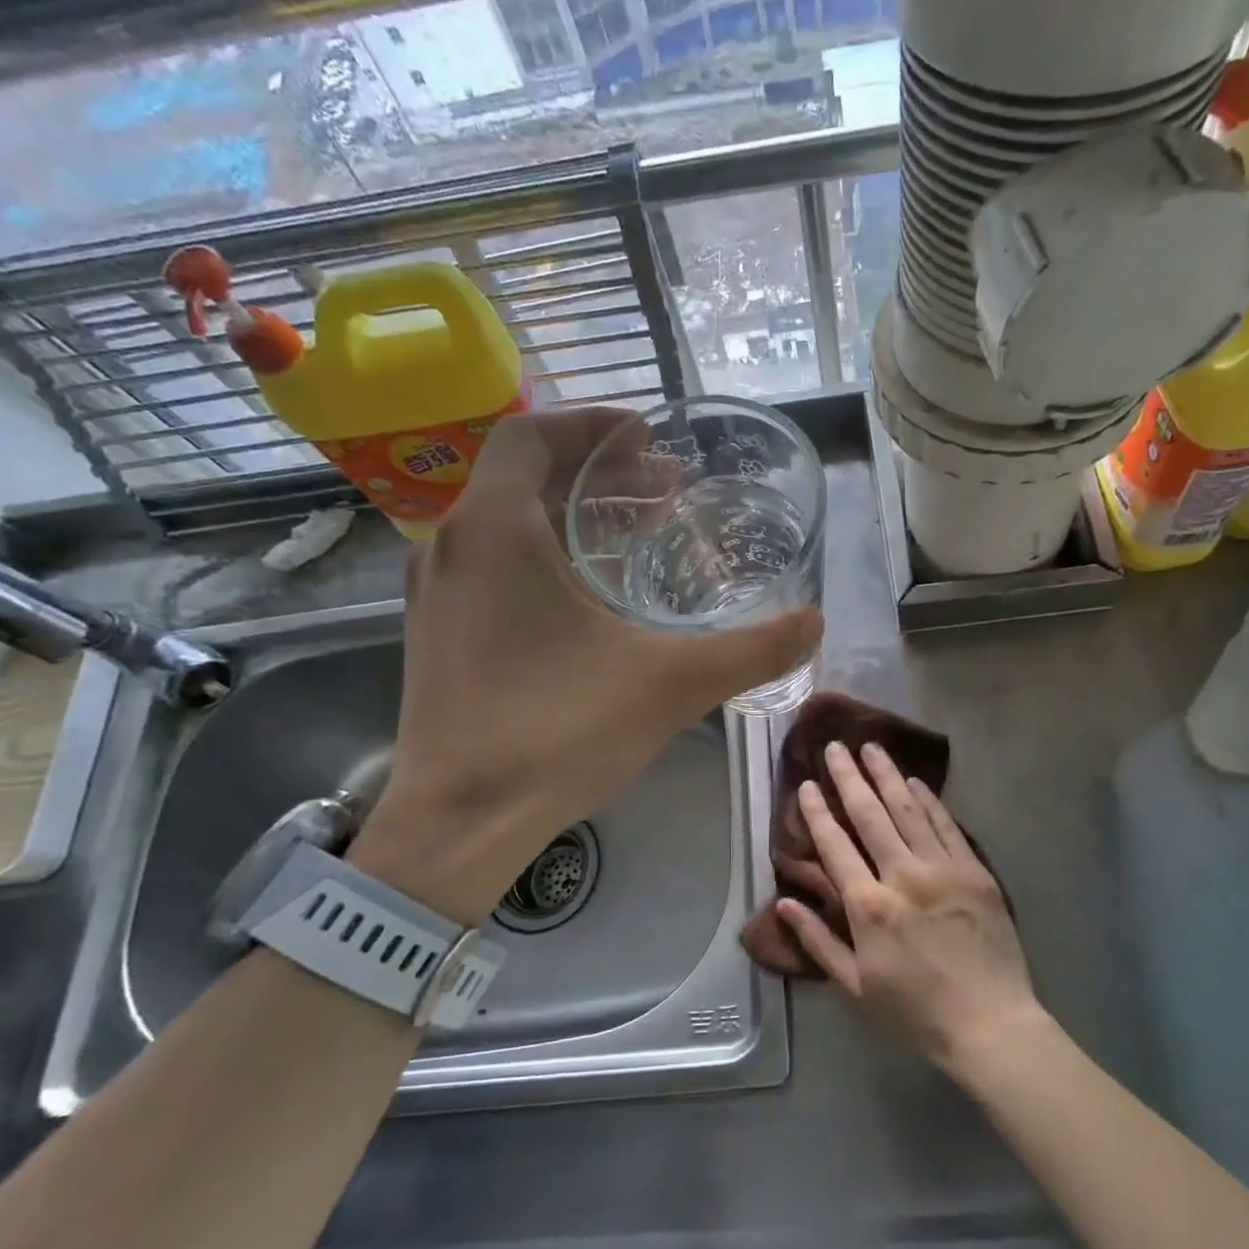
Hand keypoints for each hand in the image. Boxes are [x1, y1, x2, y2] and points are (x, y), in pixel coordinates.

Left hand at [350, 408, 821, 924]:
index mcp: (496, 529)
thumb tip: (814, 623)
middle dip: (597, 474)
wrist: (460, 823)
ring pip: (507, 525)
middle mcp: (452, 546)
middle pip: (524, 477)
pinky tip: (590, 601)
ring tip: (636, 538)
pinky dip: (543, 558)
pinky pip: (492, 568)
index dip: (593, 424)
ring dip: (572, 518)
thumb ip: (752, 649)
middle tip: (663, 491)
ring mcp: (434, 593)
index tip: (648, 436)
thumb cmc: (558, 732)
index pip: (533, 434)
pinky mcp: (435, 635)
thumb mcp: (671, 684)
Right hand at [775, 741, 1040, 1076]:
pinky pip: (946, 825)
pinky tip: (914, 781)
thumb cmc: (915, 1013)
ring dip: (887, 775)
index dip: (817, 812)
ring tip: (871, 747)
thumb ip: (817, 942)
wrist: (991, 1025)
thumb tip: (782, 903)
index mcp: (868, 906)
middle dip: (849, 777)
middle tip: (835, 747)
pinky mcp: (975, 871)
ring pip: (908, 809)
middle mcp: (903, 876)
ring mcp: (943, 869)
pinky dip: (928, 800)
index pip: (835, 846)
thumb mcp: (855, 988)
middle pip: (870, 815)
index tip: (806, 784)